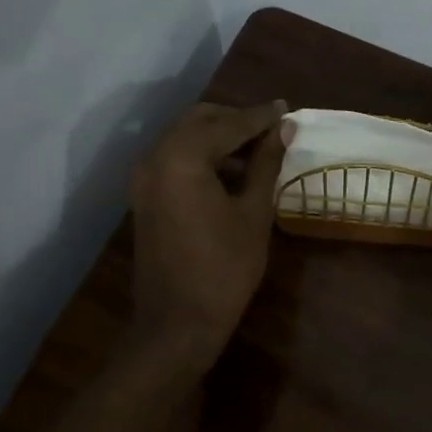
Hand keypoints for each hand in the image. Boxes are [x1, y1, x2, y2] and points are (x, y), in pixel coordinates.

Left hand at [130, 100, 289, 361]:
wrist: (177, 323)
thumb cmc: (224, 268)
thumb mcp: (253, 213)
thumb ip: (265, 164)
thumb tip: (282, 129)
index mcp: (182, 157)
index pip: (228, 124)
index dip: (260, 117)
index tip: (286, 109)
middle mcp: (155, 157)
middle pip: (199, 121)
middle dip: (236, 120)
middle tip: (272, 129)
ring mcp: (144, 178)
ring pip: (184, 138)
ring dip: (219, 138)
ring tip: (257, 150)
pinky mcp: (144, 197)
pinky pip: (174, 160)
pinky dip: (202, 156)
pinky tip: (231, 172)